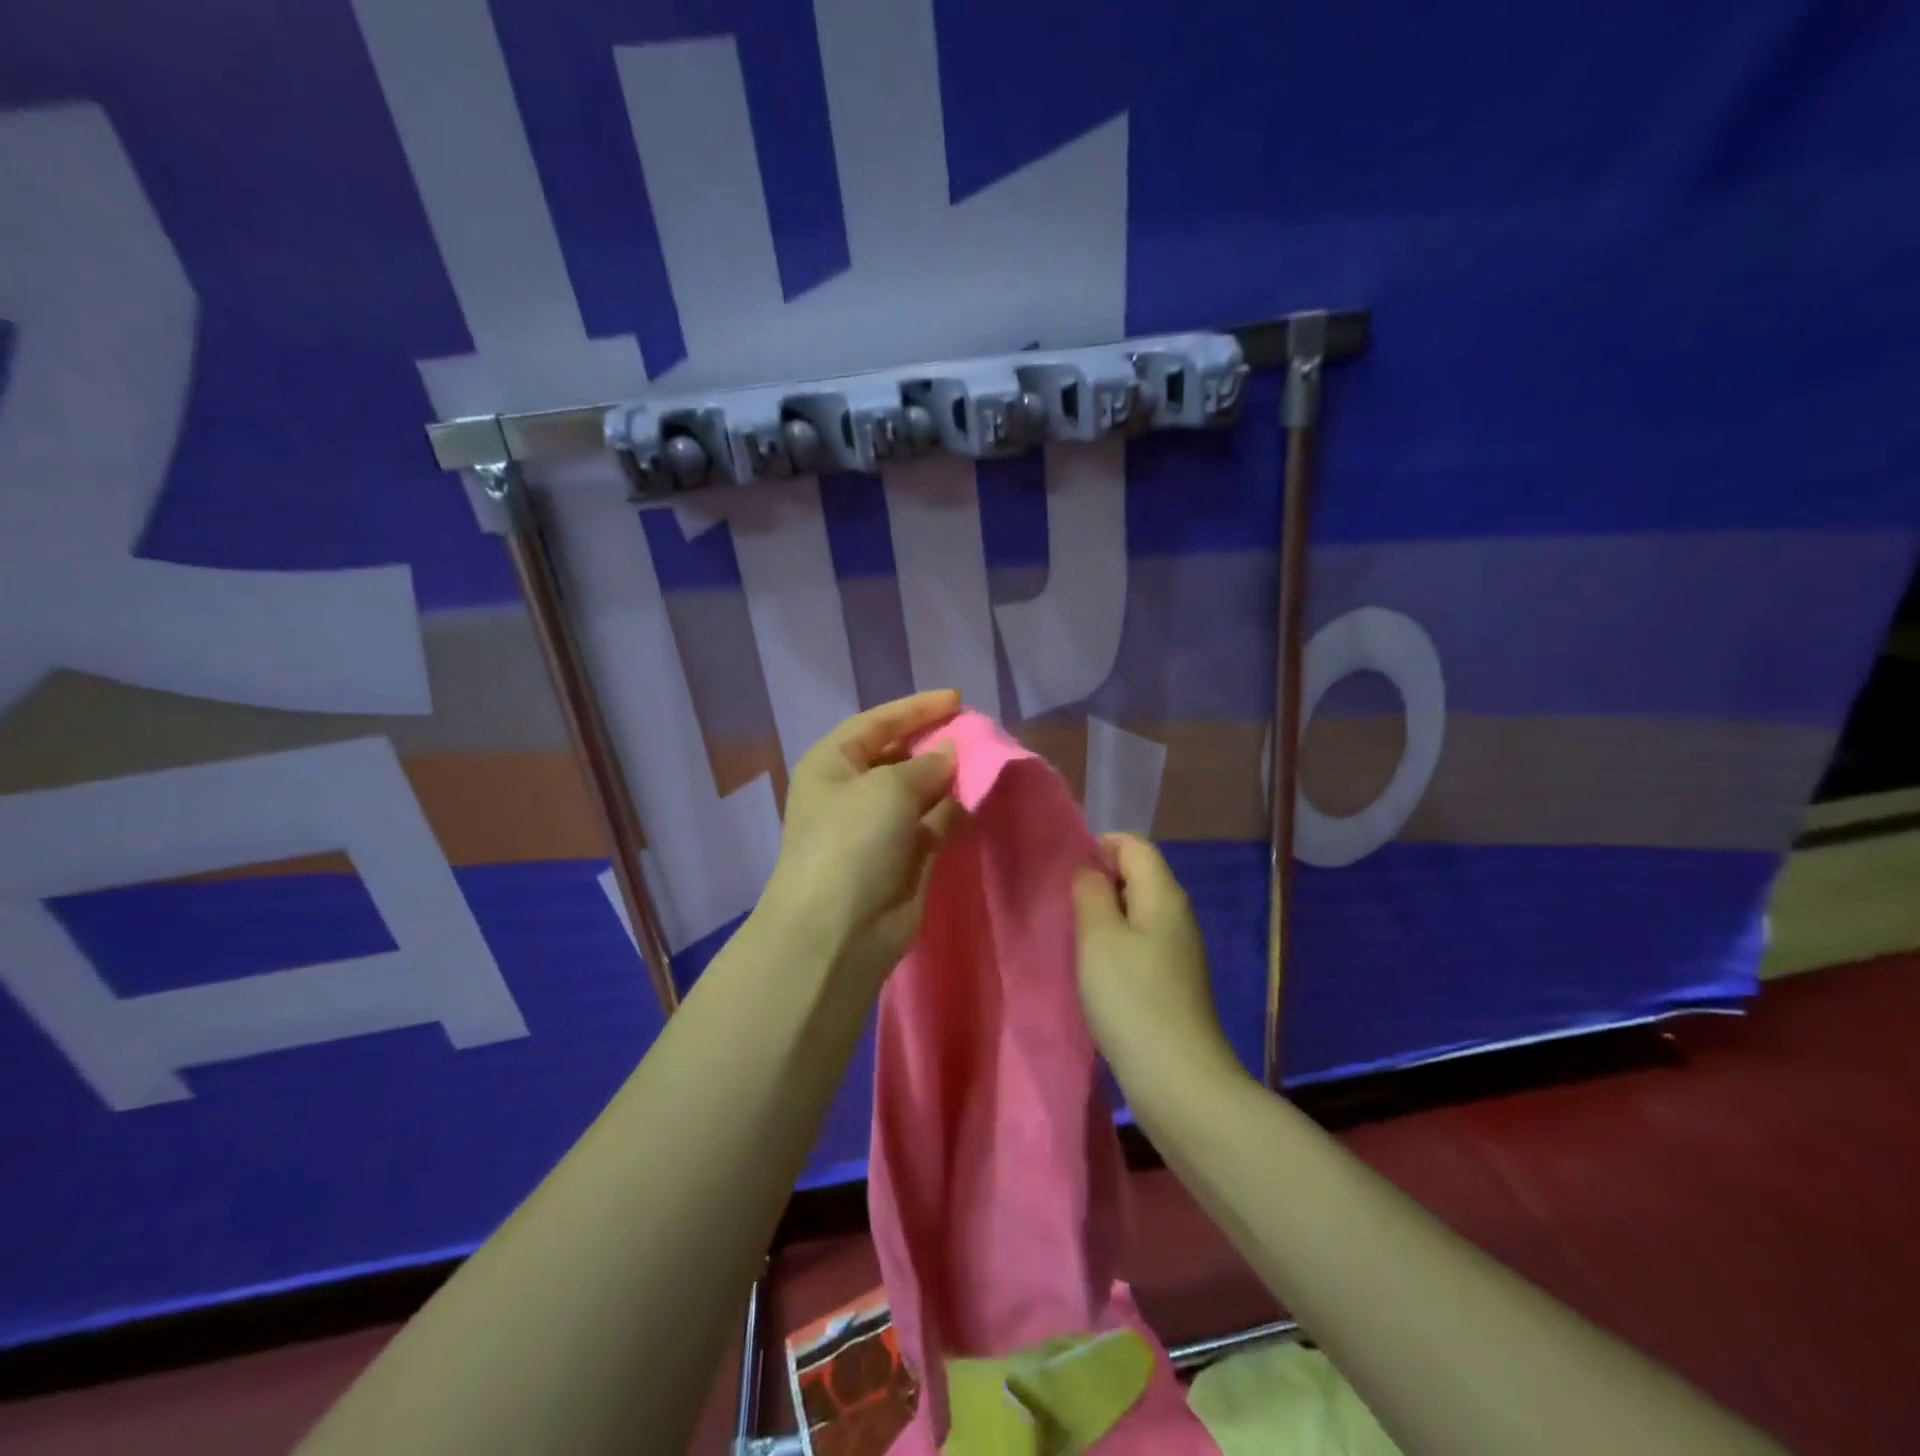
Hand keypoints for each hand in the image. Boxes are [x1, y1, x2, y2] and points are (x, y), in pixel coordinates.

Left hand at [755, 690, 963, 992]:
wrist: (838, 930)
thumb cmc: (852, 841)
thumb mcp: (887, 788)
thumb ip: (925, 765)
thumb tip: (949, 754)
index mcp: (832, 763)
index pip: (877, 722)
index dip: (916, 708)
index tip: (958, 699)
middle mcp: (852, 790)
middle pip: (899, 755)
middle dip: (936, 743)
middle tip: (978, 733)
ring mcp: (878, 827)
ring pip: (920, 790)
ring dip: (949, 777)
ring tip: (988, 760)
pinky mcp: (904, 858)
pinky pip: (933, 823)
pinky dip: (954, 810)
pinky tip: (980, 797)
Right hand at [1072, 834, 1244, 1092]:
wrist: (1178, 1080)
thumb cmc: (1132, 999)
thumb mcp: (1099, 937)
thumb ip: (1091, 892)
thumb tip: (1089, 868)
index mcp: (1164, 895)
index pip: (1133, 845)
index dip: (1098, 846)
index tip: (1064, 873)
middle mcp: (1177, 915)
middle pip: (1137, 875)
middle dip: (1098, 881)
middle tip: (1063, 906)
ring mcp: (1178, 950)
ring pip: (1136, 911)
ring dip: (1104, 916)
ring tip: (1073, 936)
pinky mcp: (1172, 981)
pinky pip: (1139, 943)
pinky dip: (1115, 945)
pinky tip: (1095, 970)